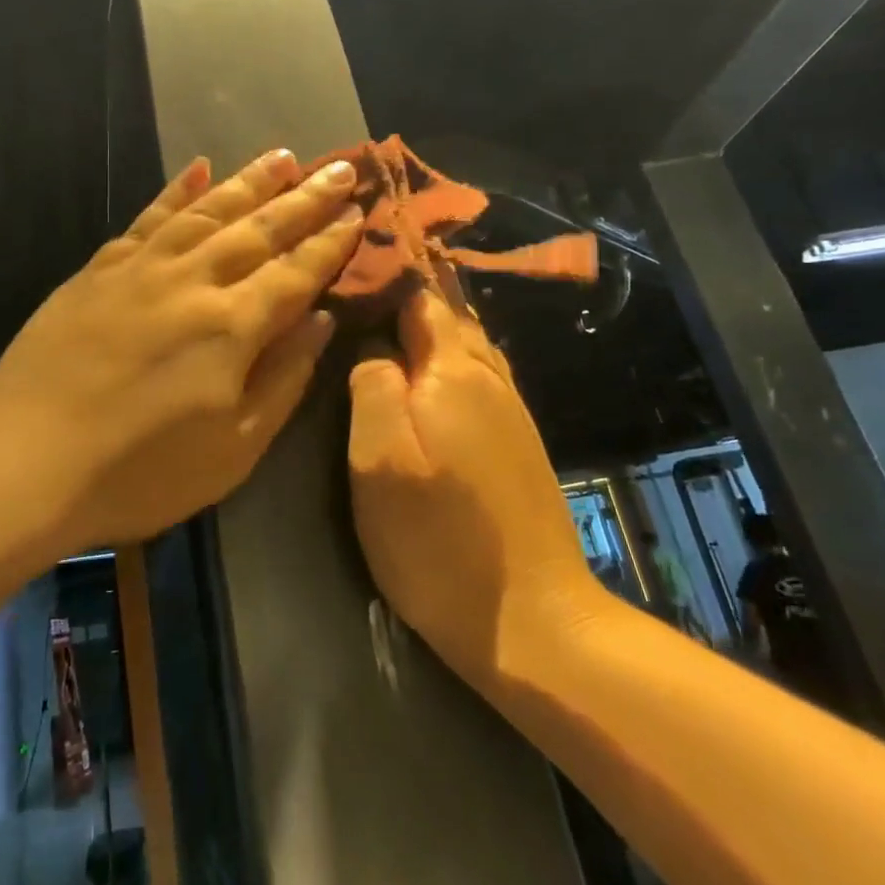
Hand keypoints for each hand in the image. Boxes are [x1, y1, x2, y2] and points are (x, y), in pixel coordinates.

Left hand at [0, 148, 364, 554]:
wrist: (22, 462)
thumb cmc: (139, 473)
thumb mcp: (233, 450)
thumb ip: (283, 378)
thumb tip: (321, 320)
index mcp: (232, 326)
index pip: (296, 272)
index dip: (330, 242)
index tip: (358, 212)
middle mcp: (193, 281)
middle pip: (259, 228)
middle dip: (305, 198)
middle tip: (340, 166)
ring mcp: (141, 268)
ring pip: (207, 210)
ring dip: (249, 181)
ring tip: (284, 156)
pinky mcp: (99, 269)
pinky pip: (148, 217)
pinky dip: (176, 190)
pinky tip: (196, 166)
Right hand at [347, 288, 609, 688]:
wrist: (536, 622)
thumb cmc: (440, 540)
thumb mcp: (380, 461)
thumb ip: (371, 387)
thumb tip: (370, 346)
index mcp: (453, 371)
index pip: (419, 296)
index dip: (386, 273)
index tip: (349, 262)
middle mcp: (490, 377)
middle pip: (447, 315)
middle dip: (407, 293)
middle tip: (360, 284)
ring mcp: (511, 411)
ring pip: (466, 345)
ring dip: (428, 325)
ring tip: (386, 316)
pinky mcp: (518, 443)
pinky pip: (478, 376)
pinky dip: (448, 359)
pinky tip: (427, 372)